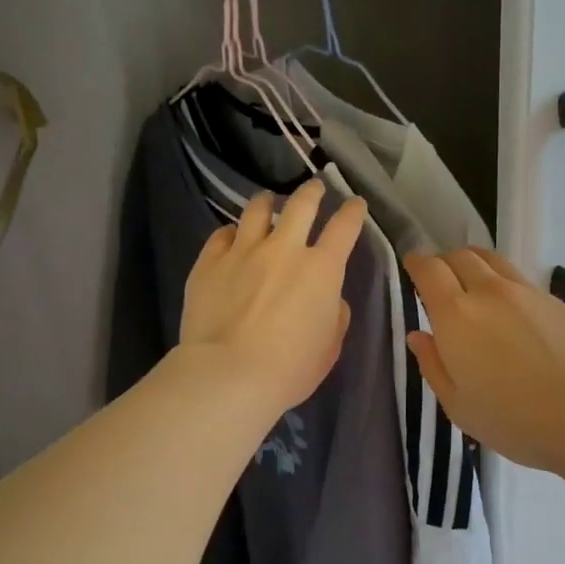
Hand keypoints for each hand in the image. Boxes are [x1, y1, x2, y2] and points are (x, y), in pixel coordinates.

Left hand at [181, 179, 366, 416]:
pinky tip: (232, 235)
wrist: (228, 375)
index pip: (344, 228)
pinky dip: (232, 232)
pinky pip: (221, 235)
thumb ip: (335, 315)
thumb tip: (329, 298)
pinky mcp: (209, 263)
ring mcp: (243, 252)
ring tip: (267, 201)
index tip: (355, 204)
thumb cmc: (290, 369)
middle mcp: (284, 250)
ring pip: (257, 210)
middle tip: (314, 188)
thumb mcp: (329, 347)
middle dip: (312, 192)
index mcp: (322, 270)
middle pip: (301, 204)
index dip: (353, 212)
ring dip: (267, 202)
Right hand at [404, 247, 564, 474]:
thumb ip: (433, 365)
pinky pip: (522, 282)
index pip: (429, 269)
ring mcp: (528, 293)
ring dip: (475, 265)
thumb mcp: (458, 406)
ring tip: (473, 286)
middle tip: (440, 281)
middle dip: (444, 262)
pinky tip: (513, 314)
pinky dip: (505, 286)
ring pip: (493, 261)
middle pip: (461, 256)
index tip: (412, 267)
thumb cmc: (514, 421)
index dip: (416, 263)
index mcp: (457, 315)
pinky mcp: (558, 302)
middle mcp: (490, 292)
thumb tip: (418, 335)